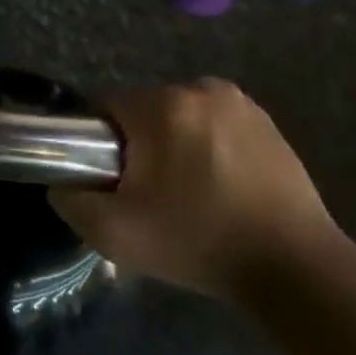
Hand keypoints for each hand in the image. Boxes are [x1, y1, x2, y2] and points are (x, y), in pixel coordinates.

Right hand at [51, 79, 341, 297]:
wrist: (293, 265)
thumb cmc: (198, 243)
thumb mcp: (116, 234)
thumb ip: (72, 201)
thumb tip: (62, 183)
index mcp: (163, 106)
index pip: (105, 107)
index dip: (97, 144)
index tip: (110, 182)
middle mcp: (201, 89)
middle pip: (143, 111)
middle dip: (137, 145)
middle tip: (148, 196)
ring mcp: (240, 103)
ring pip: (179, 117)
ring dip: (173, 145)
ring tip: (187, 195)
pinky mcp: (267, 121)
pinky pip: (213, 125)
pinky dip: (206, 147)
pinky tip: (219, 188)